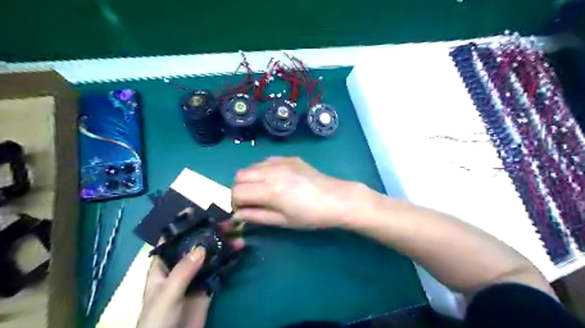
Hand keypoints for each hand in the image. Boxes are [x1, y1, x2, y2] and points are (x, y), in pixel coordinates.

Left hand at [137, 219, 244, 327]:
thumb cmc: (158, 321)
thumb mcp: (167, 295)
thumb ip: (183, 271)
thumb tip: (202, 246)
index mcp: (162, 268)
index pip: (171, 241)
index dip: (184, 227)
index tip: (201, 213)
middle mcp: (179, 269)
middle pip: (195, 246)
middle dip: (211, 234)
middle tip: (229, 223)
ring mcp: (194, 278)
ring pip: (210, 257)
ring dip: (223, 247)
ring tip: (239, 238)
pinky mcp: (207, 288)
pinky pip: (218, 271)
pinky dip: (228, 262)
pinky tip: (238, 253)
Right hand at [230, 157, 366, 227]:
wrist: (336, 199)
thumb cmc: (311, 216)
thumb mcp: (283, 221)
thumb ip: (256, 216)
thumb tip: (237, 215)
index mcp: (269, 190)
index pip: (237, 192)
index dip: (235, 203)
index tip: (243, 210)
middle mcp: (271, 172)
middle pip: (239, 176)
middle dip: (239, 189)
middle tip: (250, 201)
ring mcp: (280, 162)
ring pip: (251, 166)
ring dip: (249, 179)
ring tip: (261, 190)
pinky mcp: (289, 158)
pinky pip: (266, 161)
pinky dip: (262, 170)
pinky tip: (274, 179)